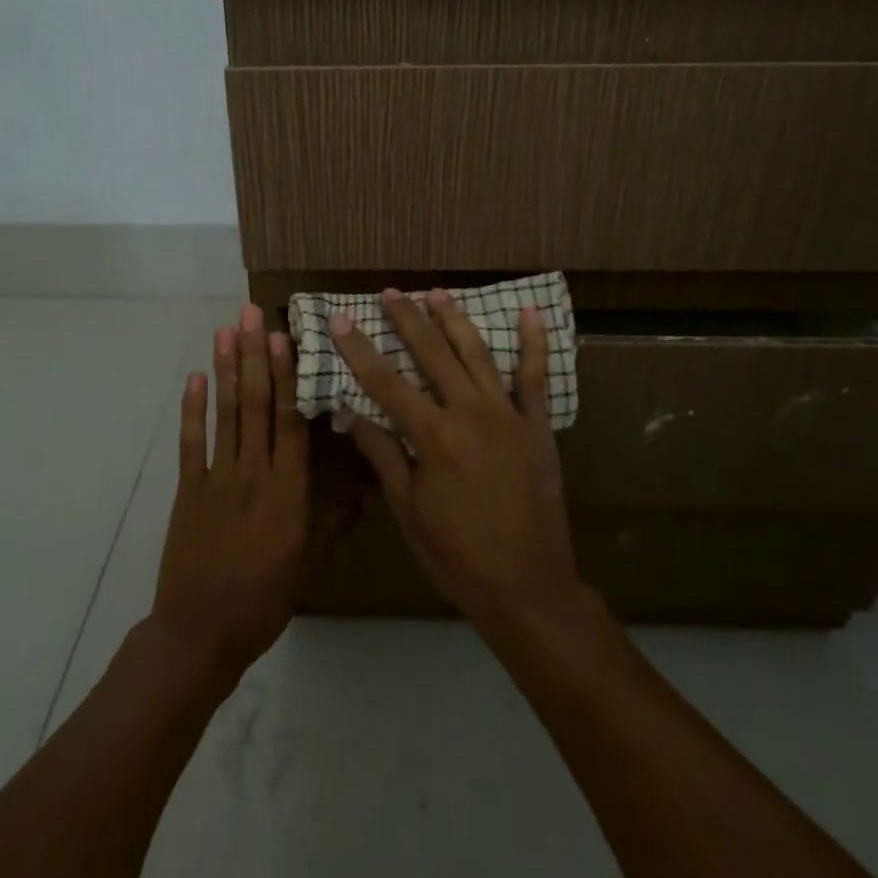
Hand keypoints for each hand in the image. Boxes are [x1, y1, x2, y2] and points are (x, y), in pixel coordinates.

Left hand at [151, 305, 309, 684]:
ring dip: (225, 369)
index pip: (289, 420)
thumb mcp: (310, 560)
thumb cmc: (265, 598)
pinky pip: (191, 443)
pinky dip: (192, 409)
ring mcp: (217, 478)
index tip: (282, 336)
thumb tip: (361, 482)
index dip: (285, 375)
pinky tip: (195, 377)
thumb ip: (331, 516)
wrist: (201, 632)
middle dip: (253, 356)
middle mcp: (254, 472)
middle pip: (255, 404)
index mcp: (288, 489)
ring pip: (225, 414)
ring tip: (225, 331)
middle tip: (249, 314)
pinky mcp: (188, 490)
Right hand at [331, 289, 587, 635]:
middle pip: (432, 354)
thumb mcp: (408, 511)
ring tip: (437, 292)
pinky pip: (535, 377)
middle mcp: (469, 413)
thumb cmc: (457, 554)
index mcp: (433, 436)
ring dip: (455, 320)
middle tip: (390, 292)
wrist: (526, 585)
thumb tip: (351, 413)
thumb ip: (382, 455)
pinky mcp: (536, 425)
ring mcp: (507, 415)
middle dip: (408, 319)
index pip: (385, 382)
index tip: (341, 319)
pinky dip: (532, 343)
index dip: (359, 349)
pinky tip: (528, 313)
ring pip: (477, 354)